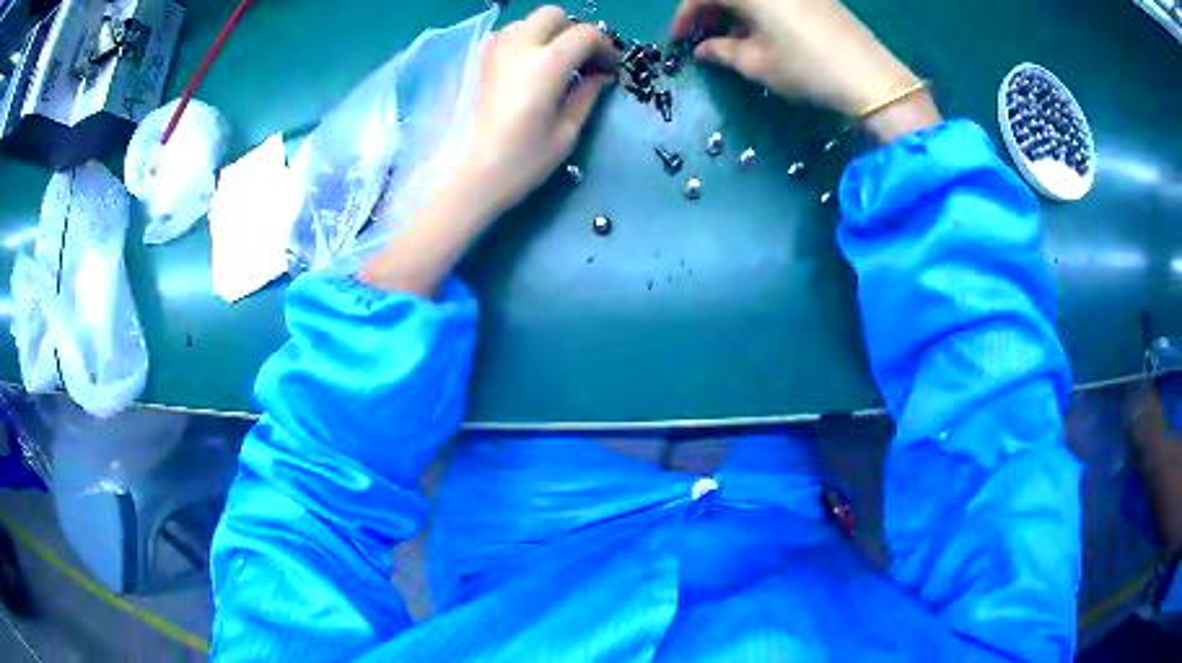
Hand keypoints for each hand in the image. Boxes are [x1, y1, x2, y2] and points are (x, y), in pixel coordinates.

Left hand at [461, 6, 618, 218]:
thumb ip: (587, 94)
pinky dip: (523, 41)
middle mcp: (519, 47)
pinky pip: (506, 36)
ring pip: (527, 22)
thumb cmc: (524, 160)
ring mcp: (495, 52)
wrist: (473, 176)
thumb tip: (602, 75)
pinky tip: (529, 66)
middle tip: (583, 60)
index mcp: (546, 64)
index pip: (585, 34)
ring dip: (547, 34)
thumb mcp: (566, 131)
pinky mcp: (481, 63)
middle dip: (574, 31)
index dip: (605, 47)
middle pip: (553, 15)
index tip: (611, 68)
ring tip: (555, 62)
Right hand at [670, 0, 940, 141]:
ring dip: (733, 12)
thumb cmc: (806, 68)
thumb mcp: (757, 64)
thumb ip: (722, 52)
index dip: (684, 17)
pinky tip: (759, 33)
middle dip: (707, 12)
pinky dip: (757, 11)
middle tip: (701, 39)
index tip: (677, 42)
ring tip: (729, 41)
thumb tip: (702, 50)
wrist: (871, 78)